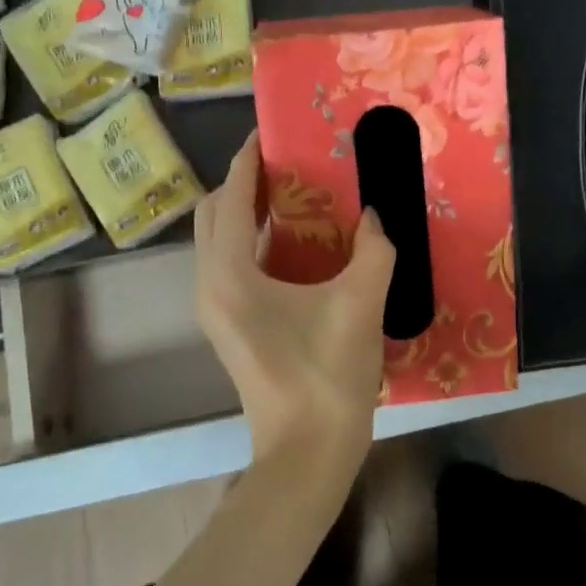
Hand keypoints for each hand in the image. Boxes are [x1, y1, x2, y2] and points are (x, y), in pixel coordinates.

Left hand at [195, 132, 396, 478]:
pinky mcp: (228, 326)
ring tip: (291, 194)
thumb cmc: (327, 376)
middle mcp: (210, 285)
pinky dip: (252, 242)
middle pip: (214, 215)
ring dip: (245, 212)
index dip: (248, 161)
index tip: (269, 133)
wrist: (307, 453)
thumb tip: (375, 216)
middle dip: (241, 182)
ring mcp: (214, 309)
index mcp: (230, 275)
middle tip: (285, 164)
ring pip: (218, 242)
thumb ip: (374, 250)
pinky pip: (229, 265)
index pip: (232, 198)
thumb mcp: (360, 304)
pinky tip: (295, 243)